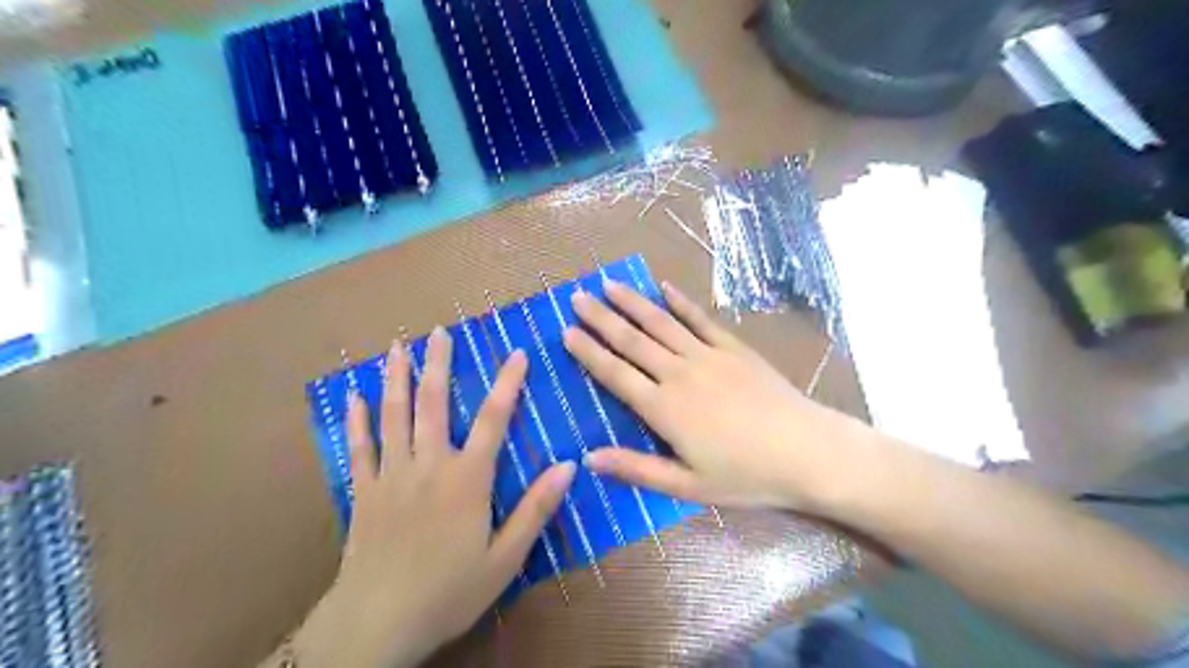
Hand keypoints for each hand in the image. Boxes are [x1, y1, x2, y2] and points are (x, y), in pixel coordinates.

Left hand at [298, 328, 575, 667]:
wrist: (376, 625)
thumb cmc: (449, 591)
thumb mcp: (506, 558)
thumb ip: (536, 509)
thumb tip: (569, 466)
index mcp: (467, 478)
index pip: (492, 419)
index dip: (507, 383)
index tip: (517, 353)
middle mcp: (428, 465)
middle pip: (433, 403)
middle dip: (438, 364)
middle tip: (438, 331)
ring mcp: (390, 475)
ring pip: (393, 415)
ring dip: (396, 377)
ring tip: (397, 346)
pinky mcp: (363, 491)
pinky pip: (359, 447)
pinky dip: (357, 419)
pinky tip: (353, 395)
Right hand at [564, 280, 870, 510]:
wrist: (806, 451)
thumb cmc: (745, 475)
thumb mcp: (687, 486)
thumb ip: (637, 468)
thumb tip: (589, 459)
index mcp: (663, 408)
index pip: (615, 373)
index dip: (588, 352)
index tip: (567, 331)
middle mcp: (679, 373)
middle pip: (632, 340)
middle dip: (601, 318)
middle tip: (577, 297)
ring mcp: (708, 355)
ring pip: (661, 323)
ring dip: (632, 302)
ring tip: (609, 284)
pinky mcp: (733, 347)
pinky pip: (700, 319)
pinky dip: (680, 302)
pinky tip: (664, 287)